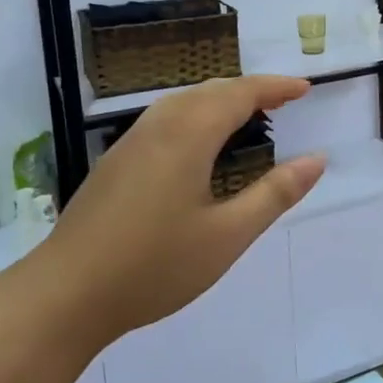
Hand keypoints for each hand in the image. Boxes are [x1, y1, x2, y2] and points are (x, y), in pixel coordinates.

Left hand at [49, 76, 325, 344]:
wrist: (64, 295)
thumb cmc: (154, 266)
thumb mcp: (227, 235)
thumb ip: (275, 194)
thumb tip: (317, 159)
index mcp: (188, 134)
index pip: (240, 93)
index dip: (275, 87)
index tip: (305, 88)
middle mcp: (158, 125)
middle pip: (211, 90)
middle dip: (251, 89)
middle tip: (284, 101)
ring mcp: (131, 141)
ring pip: (184, 102)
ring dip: (221, 100)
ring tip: (248, 117)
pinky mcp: (115, 161)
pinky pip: (166, 119)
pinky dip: (197, 115)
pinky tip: (200, 146)